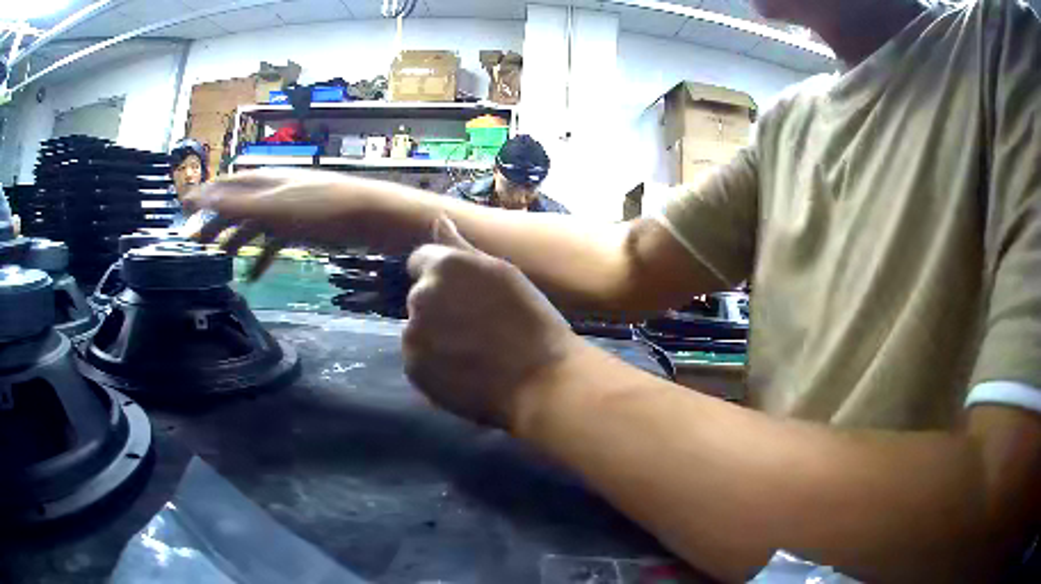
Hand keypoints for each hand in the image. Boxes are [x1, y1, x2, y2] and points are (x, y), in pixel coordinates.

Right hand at [186, 169, 392, 279]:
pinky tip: (253, 277)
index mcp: (263, 181)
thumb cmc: (320, 208)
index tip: (181, 211)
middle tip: (195, 248)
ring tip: (218, 264)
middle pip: (235, 207)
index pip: (224, 186)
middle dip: (214, 225)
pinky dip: (261, 258)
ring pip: (252, 225)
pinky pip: (273, 243)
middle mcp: (271, 191)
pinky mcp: (302, 228)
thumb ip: (235, 202)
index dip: (202, 197)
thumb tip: (197, 195)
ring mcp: (287, 209)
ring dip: (234, 243)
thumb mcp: (272, 206)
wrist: (370, 216)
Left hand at [404, 217, 581, 428]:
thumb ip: (462, 246)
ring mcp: (413, 336)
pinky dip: (434, 364)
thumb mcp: (503, 274)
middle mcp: (420, 297)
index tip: (468, 296)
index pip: (421, 260)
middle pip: (419, 296)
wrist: (541, 382)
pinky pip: (418, 359)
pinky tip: (463, 371)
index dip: (444, 277)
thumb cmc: (532, 323)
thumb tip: (438, 219)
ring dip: (434, 336)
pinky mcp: (414, 370)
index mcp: (444, 266)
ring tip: (471, 353)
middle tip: (475, 326)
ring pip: (417, 329)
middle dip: (438, 306)